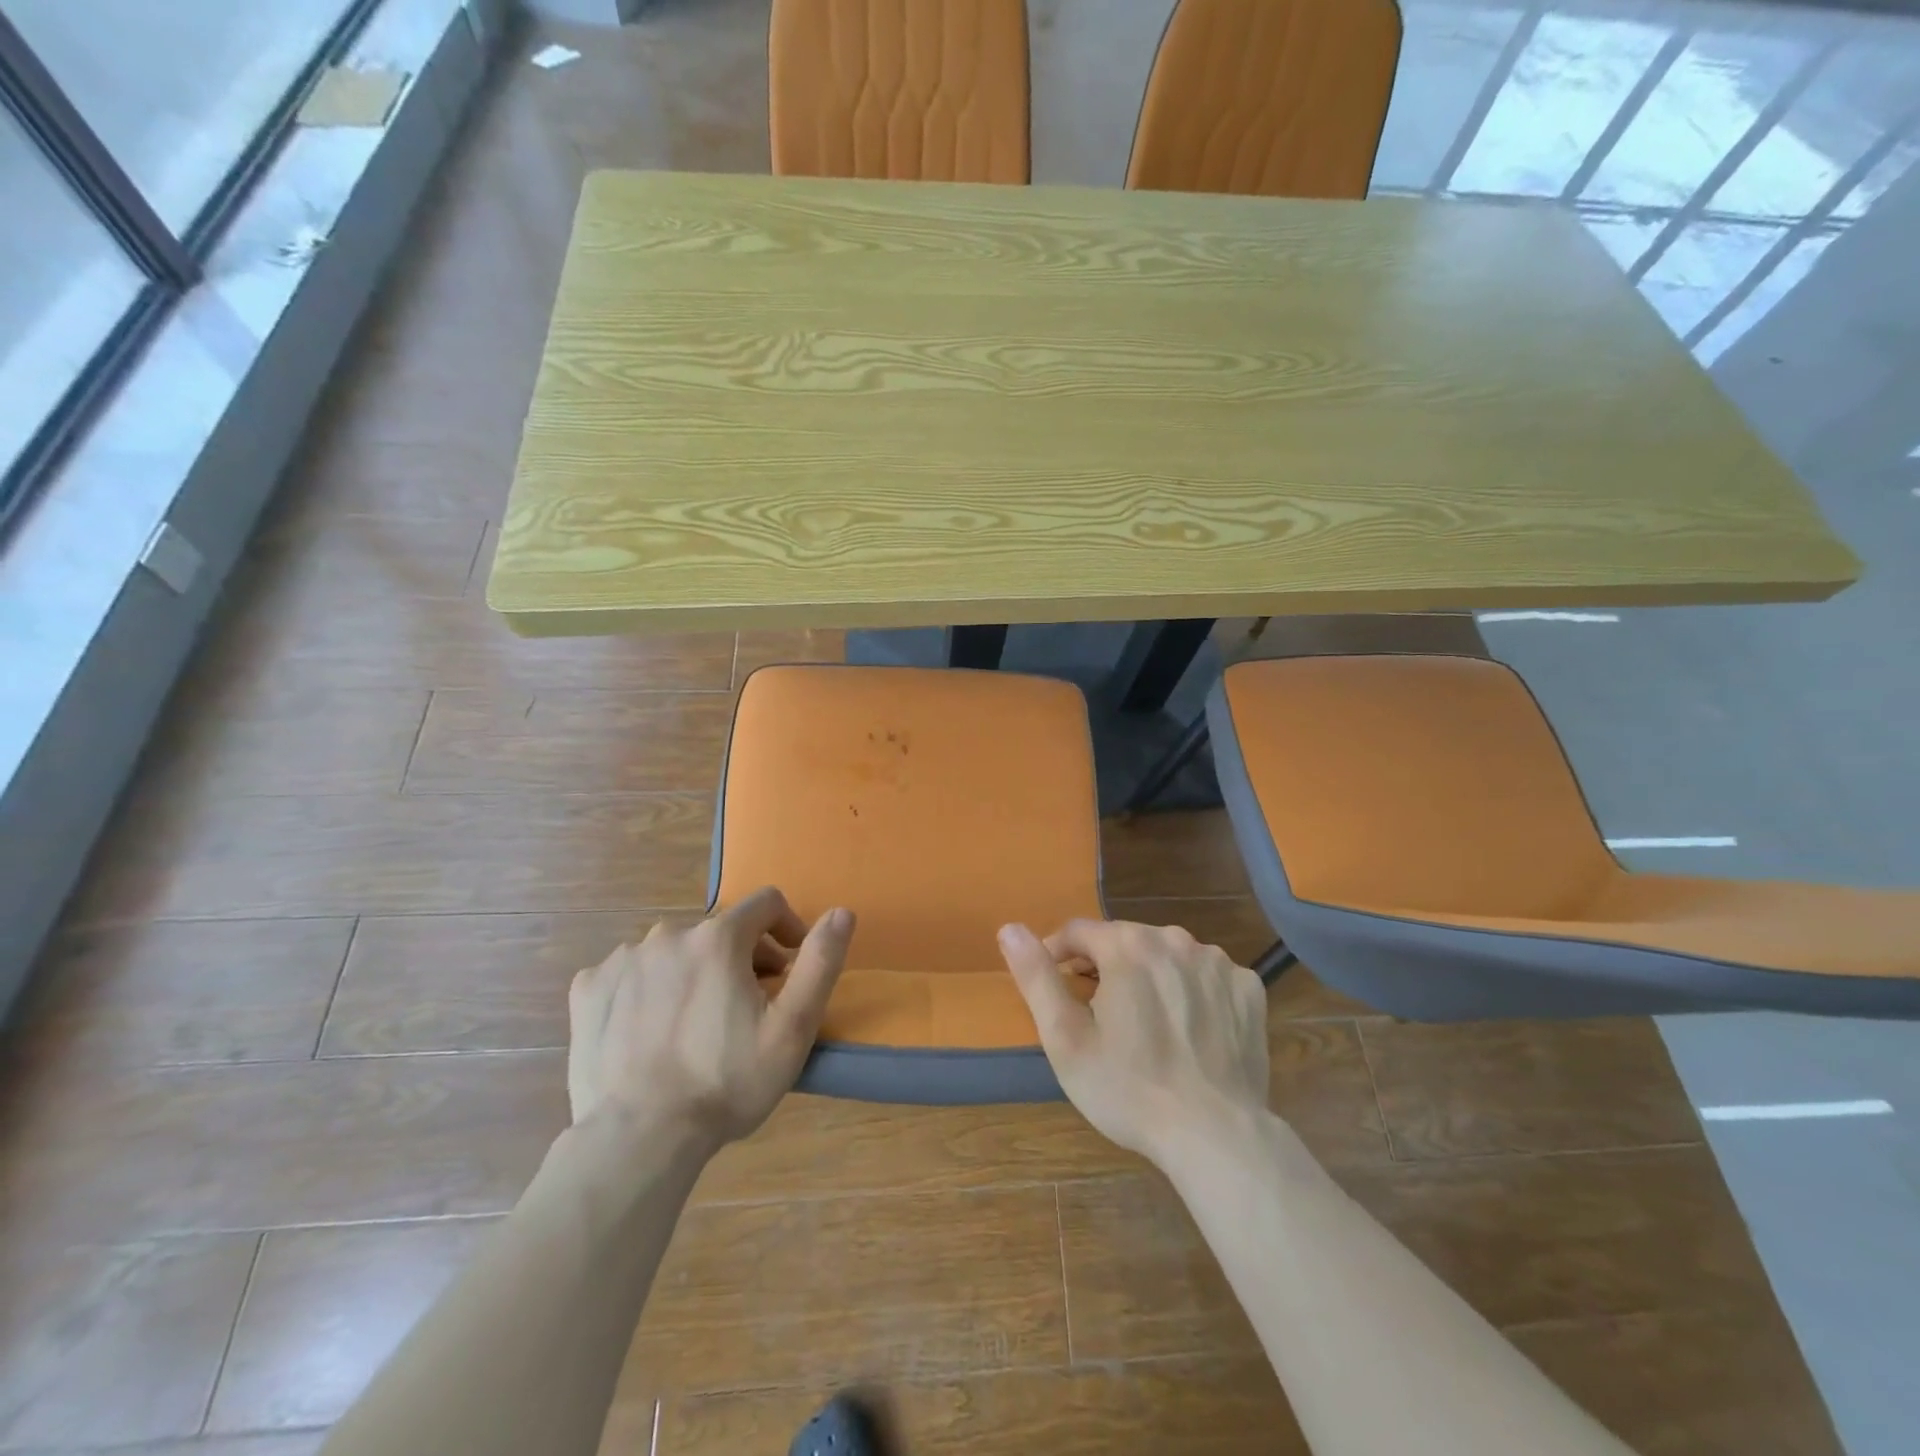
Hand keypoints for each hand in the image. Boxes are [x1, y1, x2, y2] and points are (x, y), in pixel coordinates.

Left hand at [568, 888, 854, 1142]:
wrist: (638, 1138)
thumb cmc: (726, 1082)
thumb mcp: (792, 1027)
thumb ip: (820, 962)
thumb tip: (842, 912)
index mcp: (718, 938)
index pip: (765, 904)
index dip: (787, 928)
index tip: (789, 967)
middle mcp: (668, 934)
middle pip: (719, 931)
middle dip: (741, 958)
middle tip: (748, 1007)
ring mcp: (623, 960)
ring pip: (674, 950)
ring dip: (694, 971)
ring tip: (697, 1023)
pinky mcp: (589, 989)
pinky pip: (629, 972)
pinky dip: (647, 987)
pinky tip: (650, 1028)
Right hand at [999, 919, 1268, 1161]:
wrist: (1216, 1136)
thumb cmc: (1128, 1089)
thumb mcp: (1065, 1039)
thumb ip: (1036, 977)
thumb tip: (1009, 928)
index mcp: (1127, 946)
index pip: (1078, 931)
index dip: (1058, 955)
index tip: (1056, 987)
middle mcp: (1174, 939)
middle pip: (1124, 941)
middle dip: (1105, 967)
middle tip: (1099, 1014)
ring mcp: (1217, 962)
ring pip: (1167, 955)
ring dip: (1149, 975)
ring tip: (1145, 1023)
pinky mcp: (1247, 988)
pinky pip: (1206, 976)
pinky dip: (1192, 991)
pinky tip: (1190, 1028)